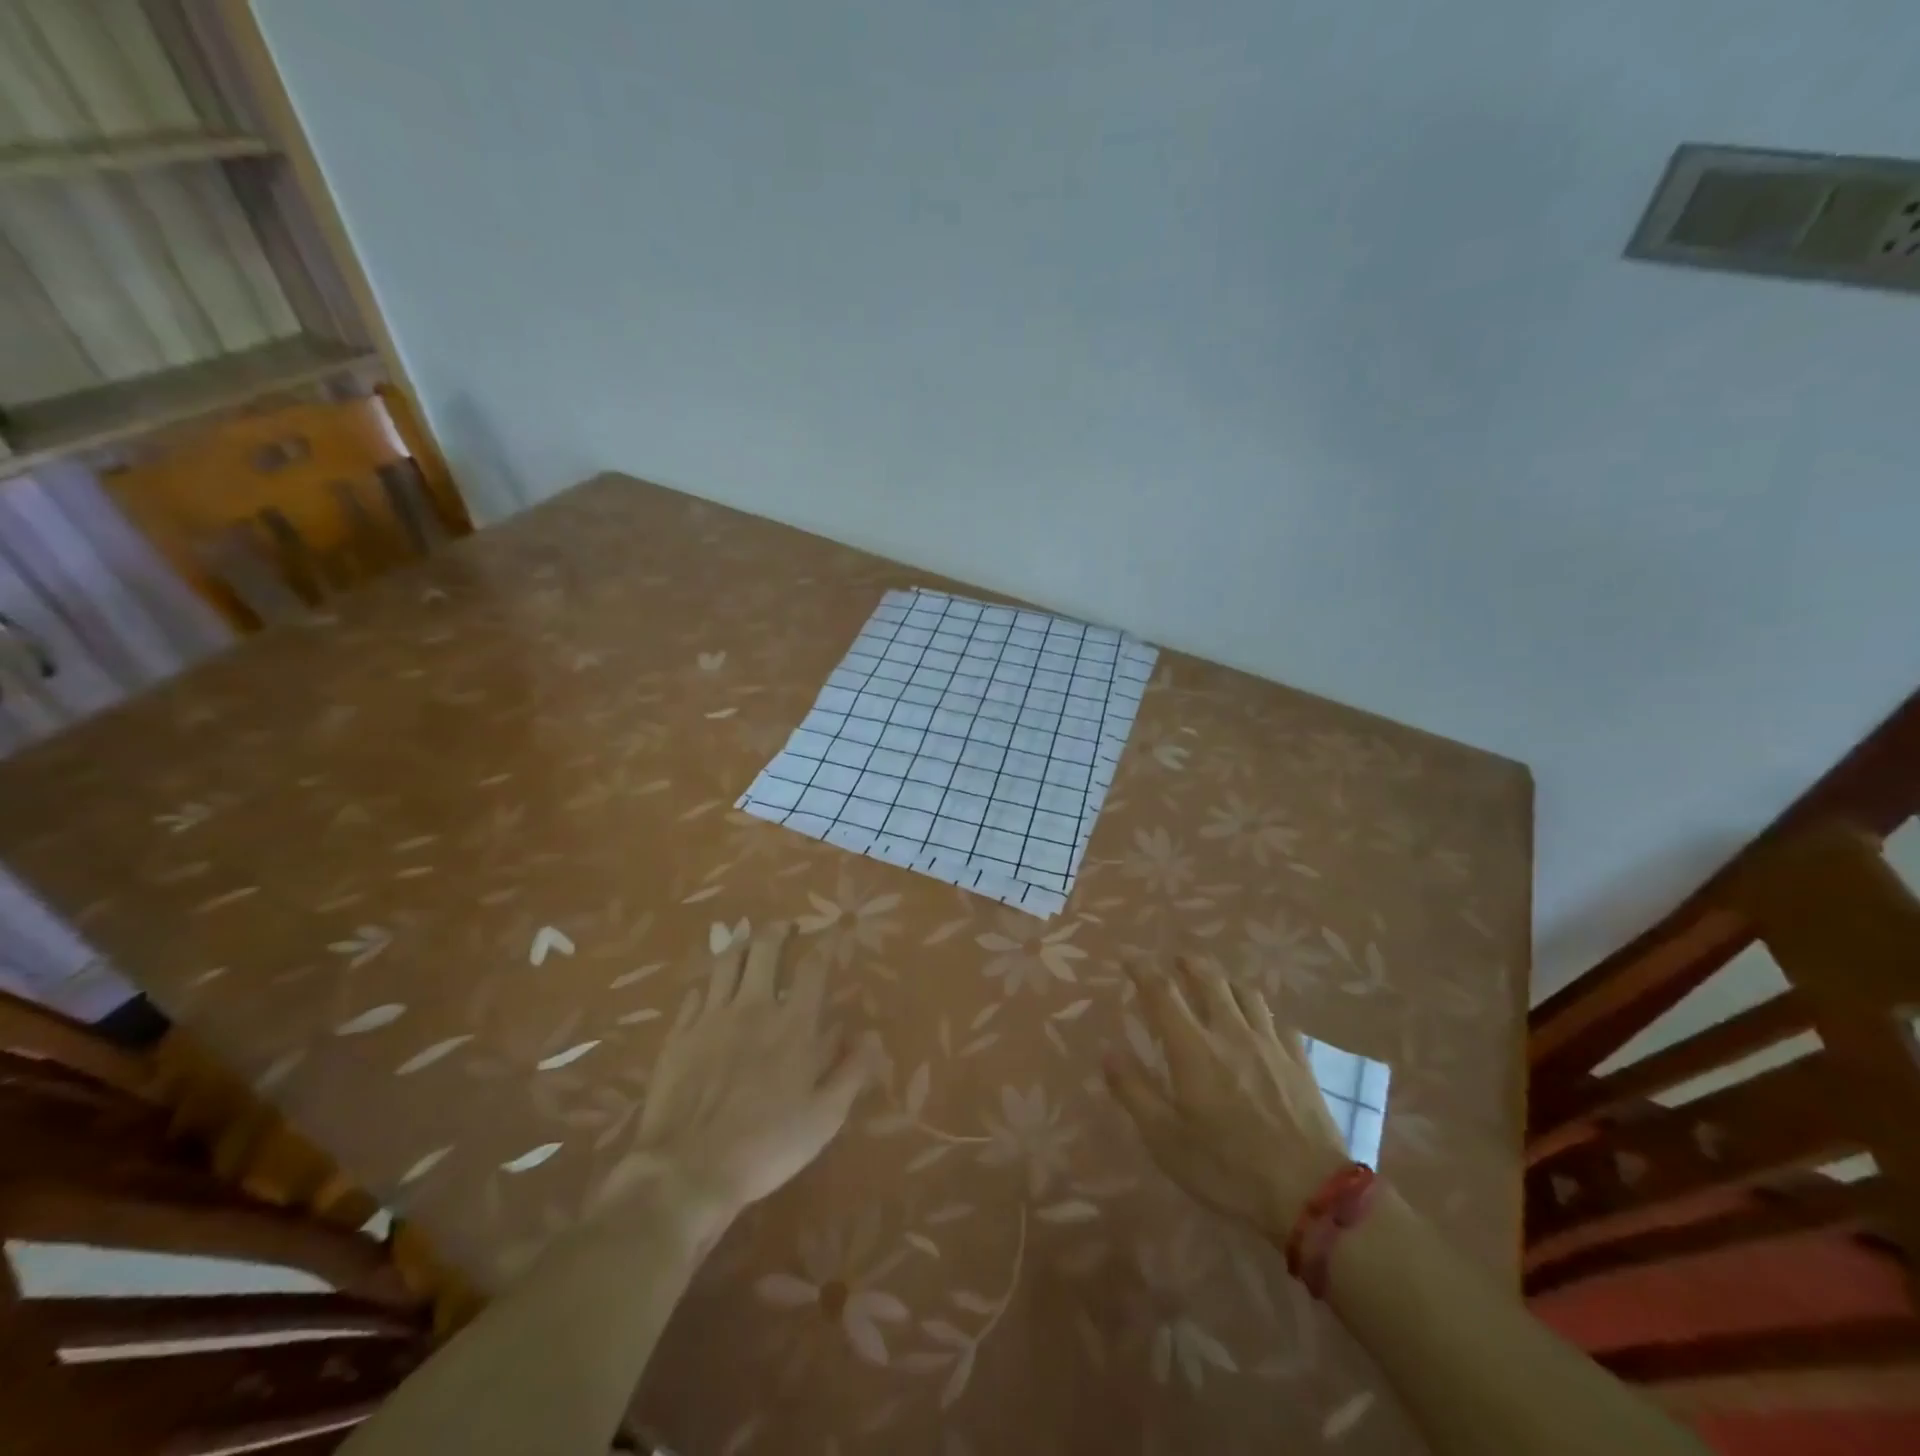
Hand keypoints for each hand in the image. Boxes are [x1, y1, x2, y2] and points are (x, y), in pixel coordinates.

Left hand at [591, 923, 876, 1229]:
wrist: (688, 1170)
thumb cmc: (767, 1146)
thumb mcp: (825, 1117)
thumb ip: (852, 1071)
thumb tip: (872, 1035)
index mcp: (793, 1024)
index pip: (813, 968)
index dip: (824, 946)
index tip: (831, 934)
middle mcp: (753, 1007)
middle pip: (766, 949)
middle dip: (779, 931)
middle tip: (786, 926)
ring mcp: (711, 1018)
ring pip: (727, 962)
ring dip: (741, 945)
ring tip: (749, 939)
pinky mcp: (679, 1034)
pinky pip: (694, 995)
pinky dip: (707, 986)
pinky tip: (709, 990)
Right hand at [1105, 959, 1352, 1241]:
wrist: (1311, 1195)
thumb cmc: (1227, 1168)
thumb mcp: (1165, 1139)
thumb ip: (1134, 1090)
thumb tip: (1108, 1050)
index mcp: (1193, 1048)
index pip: (1162, 992)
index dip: (1142, 968)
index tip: (1127, 955)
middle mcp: (1231, 1033)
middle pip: (1209, 979)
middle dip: (1189, 964)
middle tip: (1176, 960)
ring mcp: (1270, 1045)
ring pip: (1247, 994)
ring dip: (1226, 981)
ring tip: (1217, 984)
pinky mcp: (1300, 1063)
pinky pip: (1279, 1022)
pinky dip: (1263, 1014)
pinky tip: (1262, 1025)